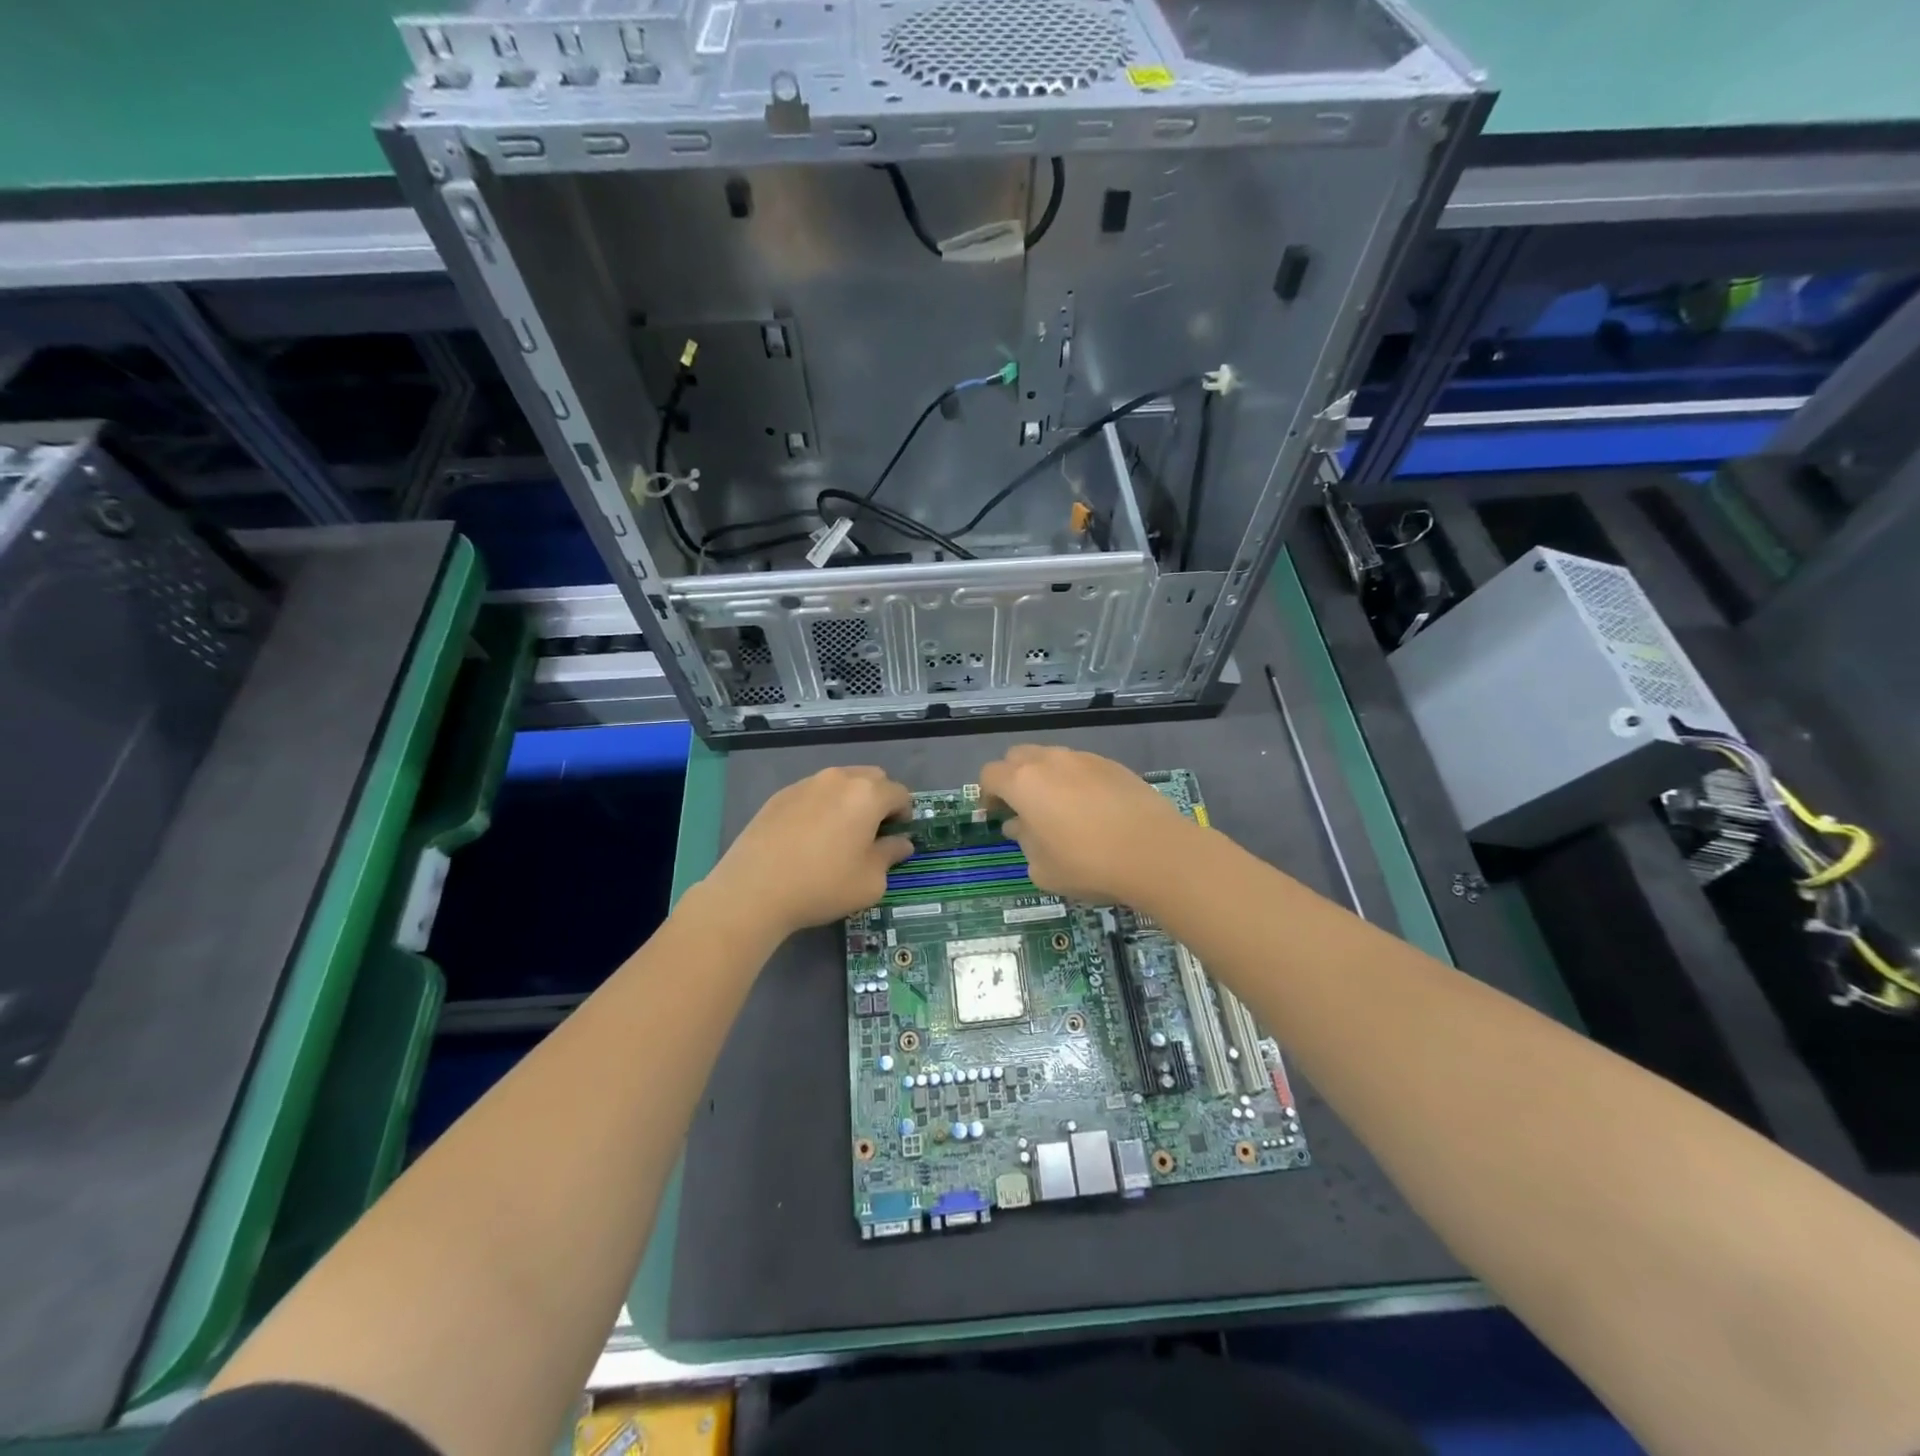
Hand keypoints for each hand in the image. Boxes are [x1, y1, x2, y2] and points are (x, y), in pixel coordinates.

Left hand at [703, 765, 914, 937]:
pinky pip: (813, 792)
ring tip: (839, 833)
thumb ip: (890, 855)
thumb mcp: (870, 881)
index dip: (905, 814)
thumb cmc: (823, 885)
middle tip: (872, 832)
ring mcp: (806, 784)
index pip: (900, 793)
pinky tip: (809, 837)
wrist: (754, 890)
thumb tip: (901, 843)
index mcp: (867, 795)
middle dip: (879, 799)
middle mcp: (838, 779)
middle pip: (872, 778)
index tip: (897, 836)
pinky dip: (821, 806)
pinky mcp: (780, 795)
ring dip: (849, 800)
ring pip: (840, 782)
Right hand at [978, 745, 1196, 906]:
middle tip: (1022, 808)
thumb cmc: (1088, 864)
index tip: (995, 816)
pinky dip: (1075, 781)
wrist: (1155, 852)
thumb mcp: (1043, 868)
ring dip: (1045, 778)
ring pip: (1052, 758)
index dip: (987, 794)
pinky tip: (1091, 810)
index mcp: (1024, 783)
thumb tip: (1020, 827)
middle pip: (1018, 757)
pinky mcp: (1113, 765)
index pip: (990, 775)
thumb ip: (1024, 843)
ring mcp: (1084, 759)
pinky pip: (1081, 766)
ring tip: (1058, 810)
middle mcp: (1050, 761)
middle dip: (1013, 778)